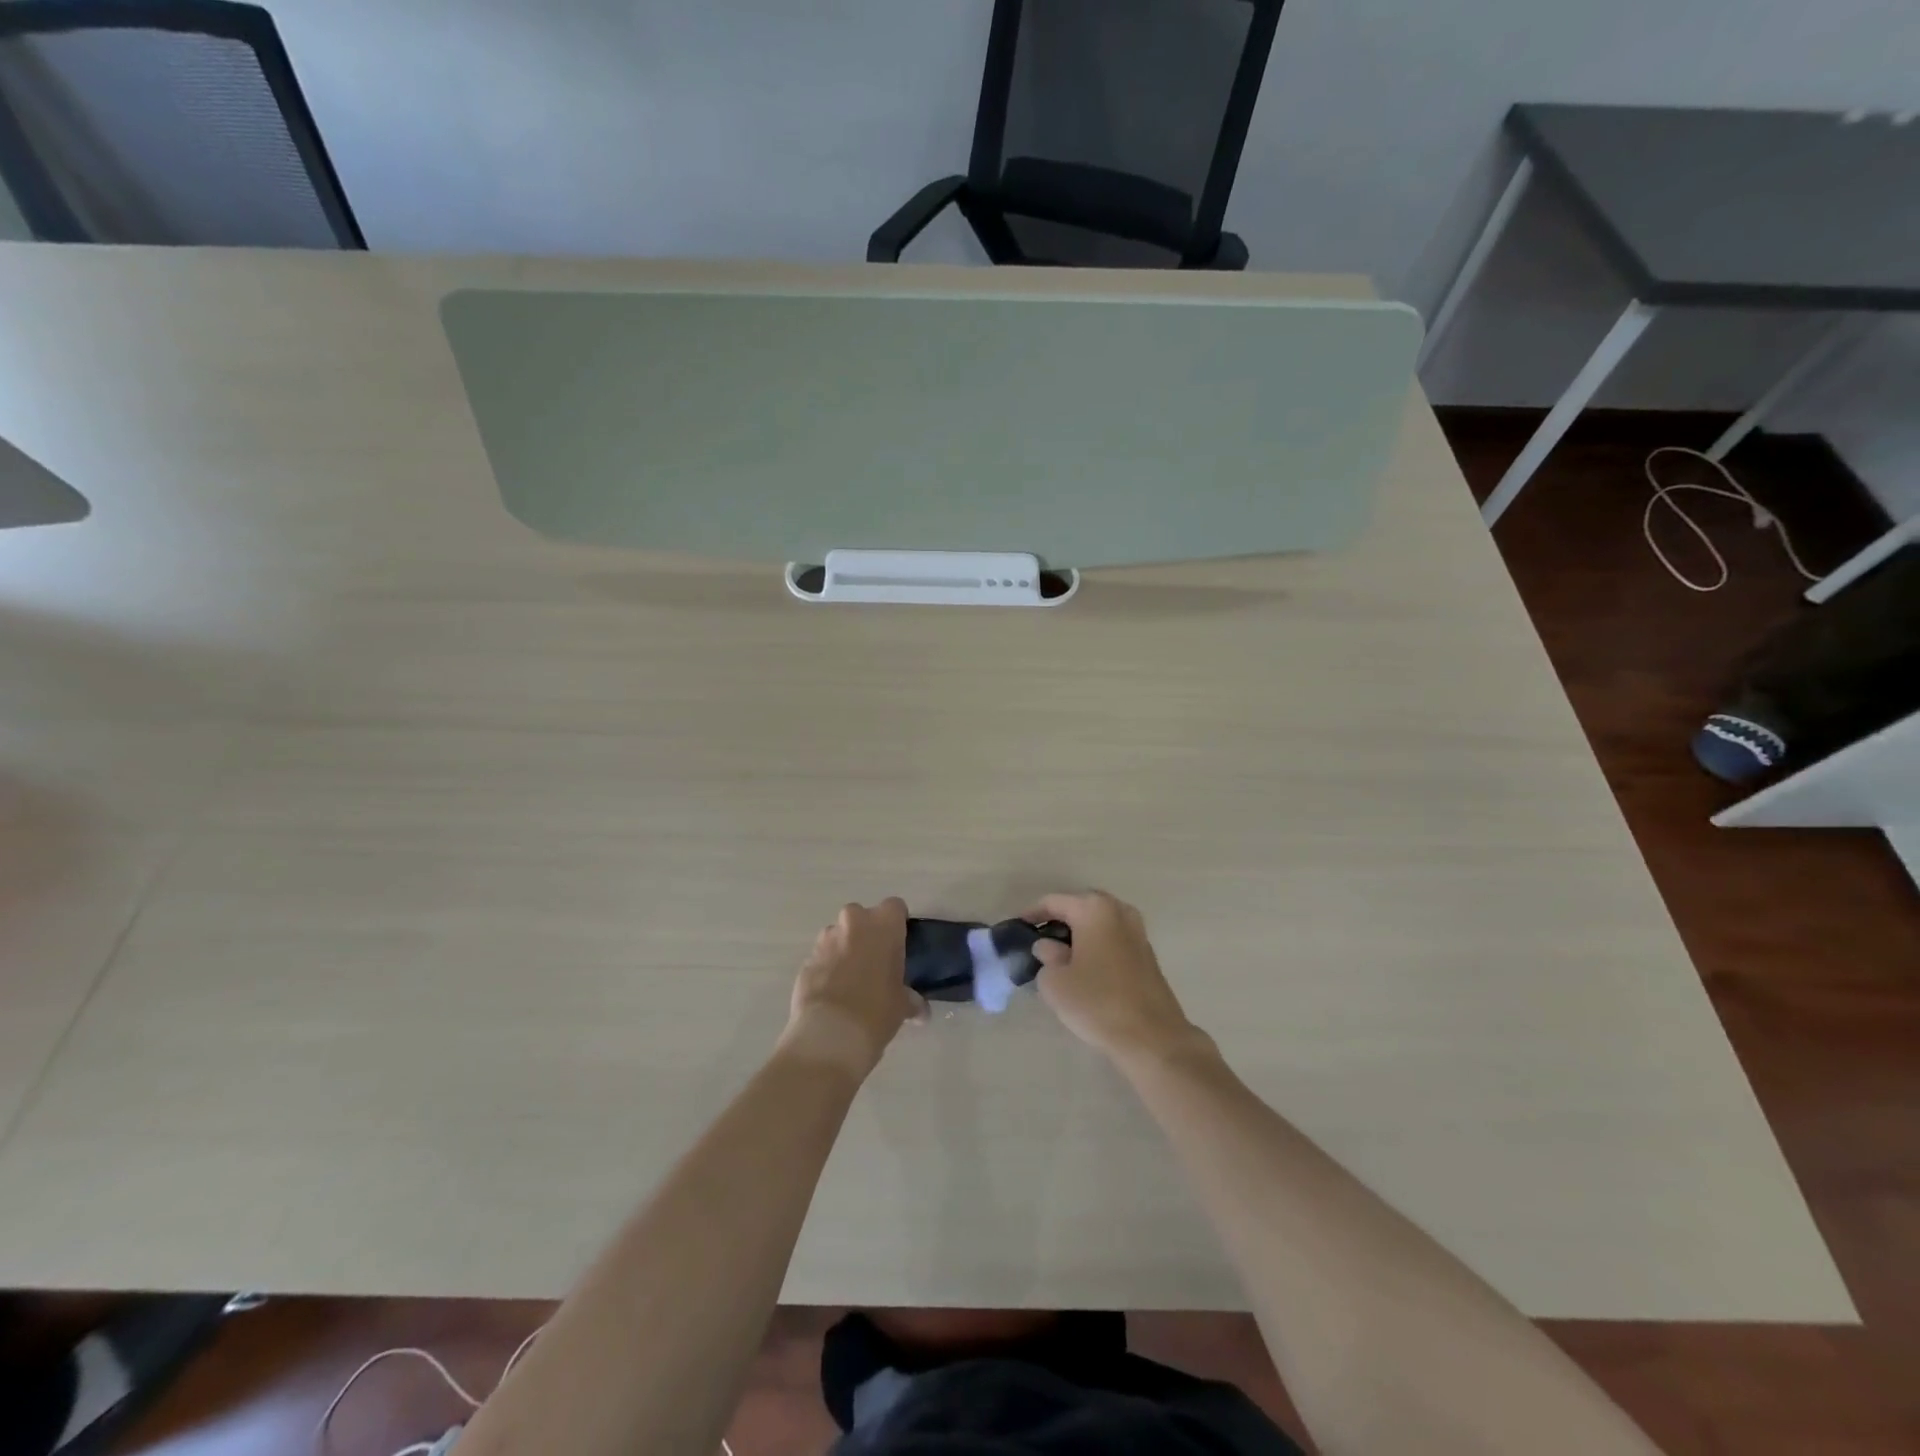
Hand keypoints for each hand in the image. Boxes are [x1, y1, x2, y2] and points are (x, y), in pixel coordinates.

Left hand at [782, 898, 925, 1078]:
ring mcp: (825, 939)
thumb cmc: (876, 1011)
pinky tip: (834, 994)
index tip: (898, 945)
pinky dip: (828, 968)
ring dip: (845, 950)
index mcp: (883, 924)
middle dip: (868, 935)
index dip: (897, 924)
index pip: (895, 907)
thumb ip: (911, 1000)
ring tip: (852, 982)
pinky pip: (822, 957)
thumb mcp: (903, 1006)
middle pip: (863, 917)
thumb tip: (919, 1010)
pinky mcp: (806, 959)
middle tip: (876, 964)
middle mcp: (853, 922)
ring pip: (839, 935)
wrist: (829, 1034)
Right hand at [1027, 892, 1209, 1067]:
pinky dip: (1096, 946)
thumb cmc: (1097, 1002)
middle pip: (1080, 908)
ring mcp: (1138, 931)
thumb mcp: (1055, 981)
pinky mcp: (1147, 954)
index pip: (1053, 902)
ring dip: (1079, 934)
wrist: (1152, 1038)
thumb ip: (1046, 956)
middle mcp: (1119, 911)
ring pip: (1099, 924)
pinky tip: (1085, 968)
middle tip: (1038, 941)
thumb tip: (1049, 947)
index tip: (1017, 929)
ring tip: (1060, 955)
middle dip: (1058, 921)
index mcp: (1094, 909)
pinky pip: (1113, 940)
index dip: (1032, 914)